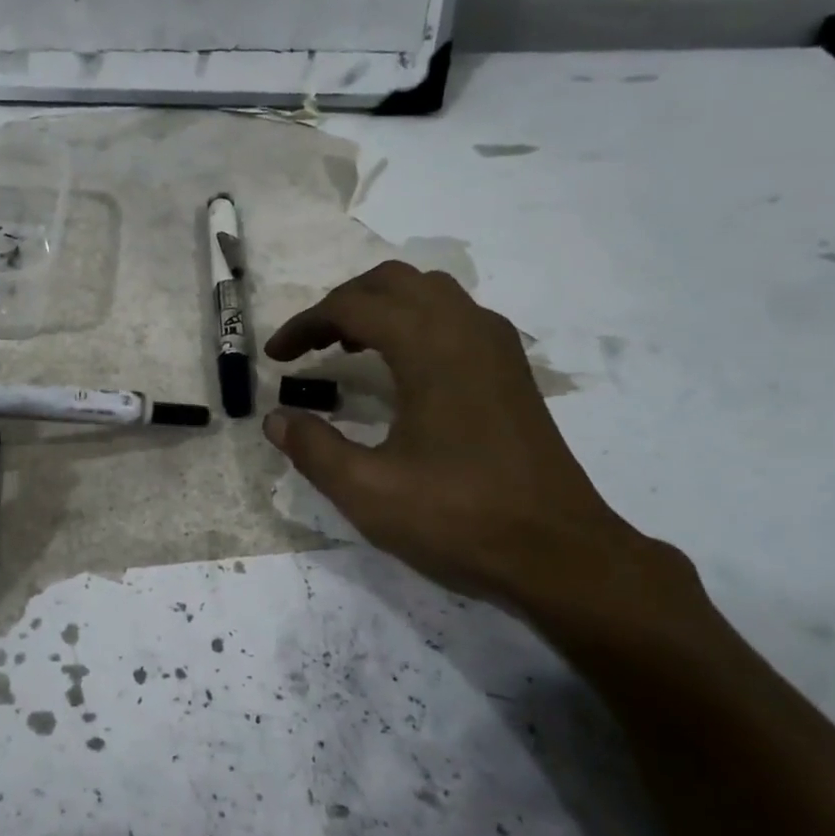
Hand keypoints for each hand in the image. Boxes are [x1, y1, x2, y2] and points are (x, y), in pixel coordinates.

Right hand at [264, 262, 675, 625]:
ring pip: (430, 292)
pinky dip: (415, 321)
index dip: (305, 325)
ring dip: (381, 307)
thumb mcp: (367, 491)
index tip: (275, 357)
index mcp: (430, 348)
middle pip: (393, 282)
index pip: (353, 307)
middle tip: (309, 344)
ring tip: (349, 347)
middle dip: (342, 304)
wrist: (559, 553)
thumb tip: (276, 419)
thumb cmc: (458, 519)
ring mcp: (497, 347)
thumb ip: (312, 448)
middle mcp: (467, 329)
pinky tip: (402, 367)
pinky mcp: (511, 370)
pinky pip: (455, 316)